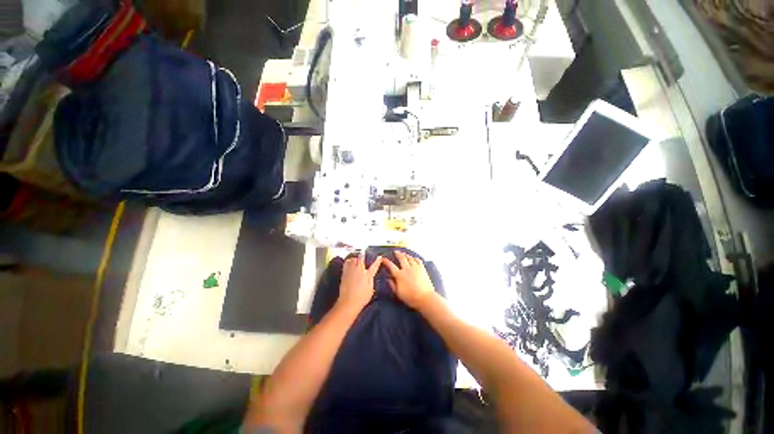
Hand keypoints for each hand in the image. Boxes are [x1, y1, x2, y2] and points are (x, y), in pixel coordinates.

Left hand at [336, 255, 382, 311]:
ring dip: (354, 259)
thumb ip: (371, 280)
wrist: (348, 303)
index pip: (374, 266)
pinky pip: (346, 263)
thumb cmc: (361, 298)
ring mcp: (350, 271)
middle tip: (363, 259)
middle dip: (362, 257)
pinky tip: (349, 264)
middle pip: (360, 258)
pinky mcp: (344, 274)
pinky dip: (348, 262)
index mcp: (367, 275)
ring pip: (352, 259)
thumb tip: (371, 275)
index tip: (379, 257)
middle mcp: (359, 271)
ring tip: (355, 261)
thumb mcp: (370, 290)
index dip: (377, 261)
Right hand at [382, 251, 435, 308]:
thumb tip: (388, 279)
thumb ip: (392, 285)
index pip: (391, 266)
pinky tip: (413, 258)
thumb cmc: (410, 297)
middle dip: (397, 254)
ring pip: (409, 257)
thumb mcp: (398, 293)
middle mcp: (407, 269)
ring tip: (403, 253)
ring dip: (405, 254)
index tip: (383, 259)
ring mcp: (415, 267)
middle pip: (401, 258)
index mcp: (399, 275)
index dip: (386, 261)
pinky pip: (418, 260)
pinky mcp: (422, 268)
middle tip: (395, 252)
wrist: (425, 298)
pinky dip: (414, 258)